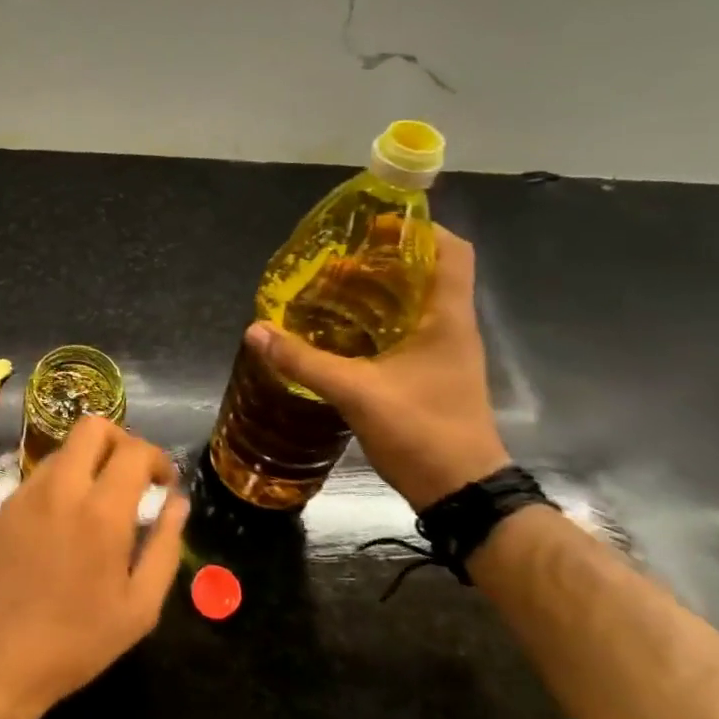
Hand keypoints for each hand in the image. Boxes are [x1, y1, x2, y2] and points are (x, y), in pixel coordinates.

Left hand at [0, 417, 188, 718]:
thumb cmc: (74, 644)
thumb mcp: (139, 609)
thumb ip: (164, 547)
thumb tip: (177, 503)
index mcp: (100, 511)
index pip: (134, 450)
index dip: (157, 457)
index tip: (163, 481)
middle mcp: (57, 490)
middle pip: (90, 428)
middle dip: (118, 440)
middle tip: (128, 475)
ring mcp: (18, 498)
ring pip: (58, 455)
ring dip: (83, 467)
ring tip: (91, 508)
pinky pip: (29, 488)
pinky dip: (51, 497)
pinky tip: (52, 538)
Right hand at [245, 225, 508, 510]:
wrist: (462, 492)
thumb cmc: (422, 431)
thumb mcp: (356, 392)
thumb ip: (304, 360)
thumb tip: (256, 331)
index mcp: (447, 318)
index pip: (451, 251)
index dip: (418, 230)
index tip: (375, 225)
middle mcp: (452, 328)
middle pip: (426, 273)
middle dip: (383, 260)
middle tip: (336, 260)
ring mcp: (444, 354)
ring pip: (414, 305)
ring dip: (377, 293)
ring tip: (330, 290)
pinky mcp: (432, 376)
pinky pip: (406, 333)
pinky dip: (376, 323)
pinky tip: (341, 334)